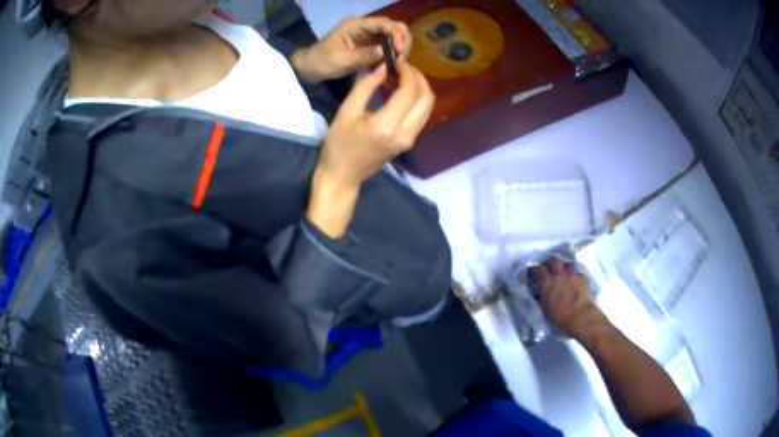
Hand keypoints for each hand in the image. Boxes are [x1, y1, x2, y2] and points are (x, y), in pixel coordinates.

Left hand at [292, 17, 411, 82]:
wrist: (310, 68)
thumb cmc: (321, 61)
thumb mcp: (340, 59)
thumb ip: (362, 55)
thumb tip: (384, 52)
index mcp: (357, 25)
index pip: (384, 23)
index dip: (396, 34)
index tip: (399, 51)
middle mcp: (367, 28)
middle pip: (394, 27)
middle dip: (402, 41)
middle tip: (402, 59)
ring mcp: (370, 37)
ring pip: (394, 37)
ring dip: (400, 49)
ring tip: (398, 64)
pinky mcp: (371, 47)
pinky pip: (389, 48)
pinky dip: (394, 56)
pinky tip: (394, 67)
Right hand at [306, 59, 433, 237]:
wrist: (343, 176)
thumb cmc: (338, 144)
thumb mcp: (346, 111)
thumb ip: (366, 86)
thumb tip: (384, 67)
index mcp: (387, 125)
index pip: (409, 90)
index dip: (407, 71)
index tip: (397, 60)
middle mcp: (405, 133)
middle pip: (426, 97)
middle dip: (418, 77)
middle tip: (402, 66)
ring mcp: (410, 139)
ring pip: (428, 106)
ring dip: (420, 87)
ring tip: (402, 76)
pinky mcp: (410, 141)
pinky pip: (422, 115)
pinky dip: (417, 99)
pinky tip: (401, 91)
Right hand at [532, 258, 607, 339]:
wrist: (580, 316)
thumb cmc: (560, 316)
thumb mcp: (545, 309)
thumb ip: (541, 298)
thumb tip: (538, 294)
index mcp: (548, 282)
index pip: (539, 269)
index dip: (536, 269)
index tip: (535, 271)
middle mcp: (559, 275)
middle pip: (554, 260)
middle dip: (551, 262)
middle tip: (550, 267)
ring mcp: (572, 275)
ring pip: (567, 264)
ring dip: (565, 267)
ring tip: (564, 272)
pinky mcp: (583, 278)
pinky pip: (578, 272)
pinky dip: (575, 276)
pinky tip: (576, 281)